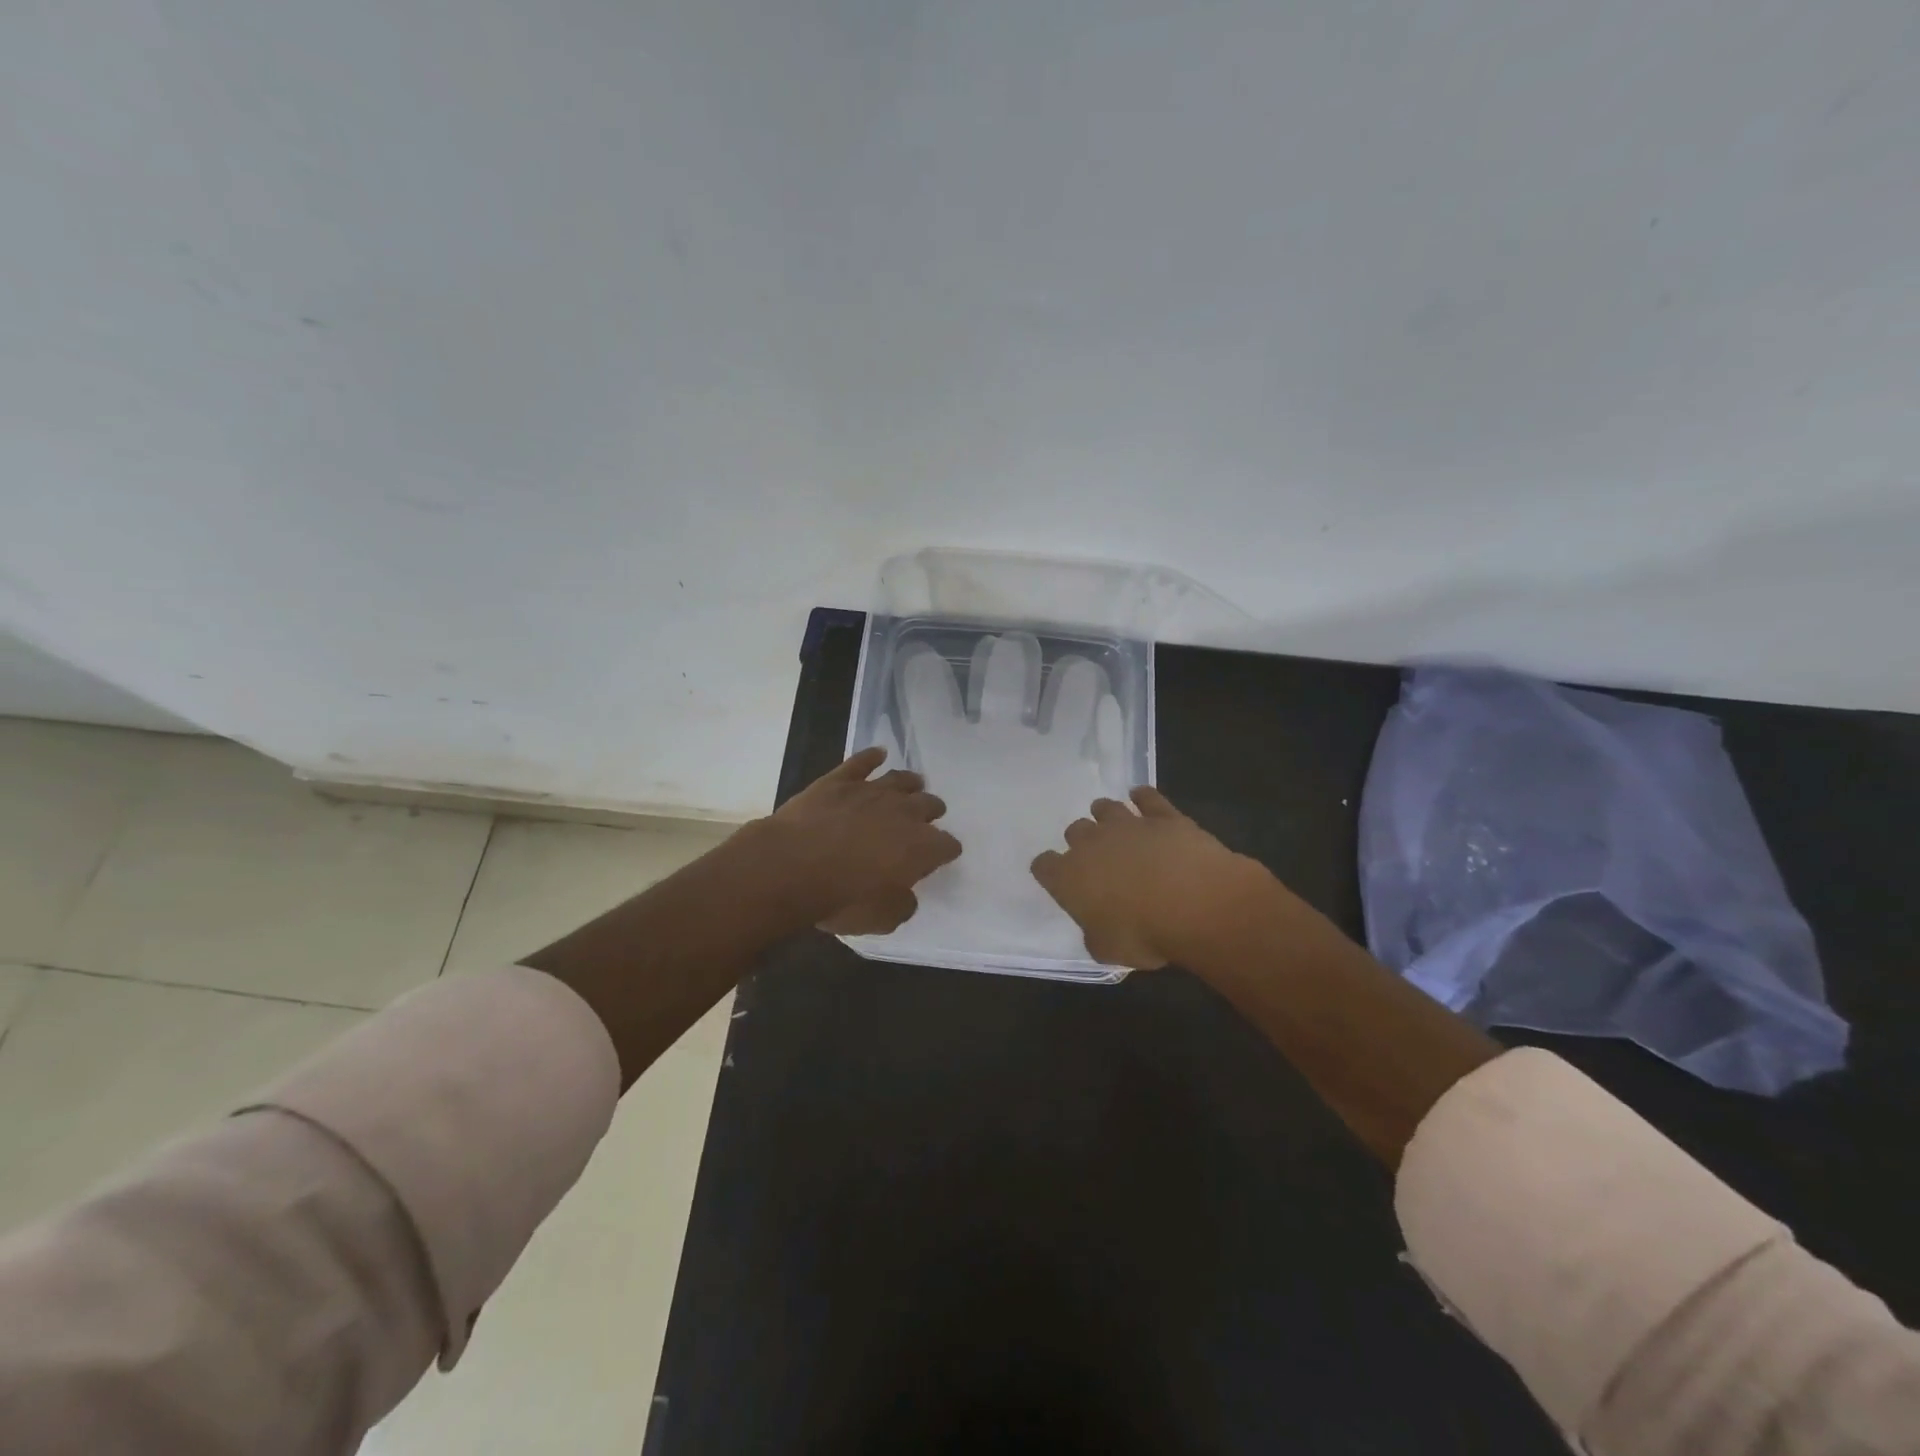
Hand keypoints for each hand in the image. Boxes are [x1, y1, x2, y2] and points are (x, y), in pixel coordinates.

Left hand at [765, 746, 961, 934]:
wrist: (792, 866)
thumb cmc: (842, 898)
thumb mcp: (881, 919)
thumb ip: (902, 905)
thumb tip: (906, 895)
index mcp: (921, 847)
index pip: (946, 845)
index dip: (945, 851)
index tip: (941, 856)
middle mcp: (904, 812)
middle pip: (929, 805)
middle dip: (931, 812)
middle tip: (927, 819)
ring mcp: (871, 791)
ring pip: (900, 779)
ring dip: (910, 783)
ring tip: (914, 784)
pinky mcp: (839, 780)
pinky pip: (862, 762)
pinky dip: (871, 757)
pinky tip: (878, 753)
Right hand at [1030, 786, 1276, 968]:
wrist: (1194, 903)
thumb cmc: (1144, 934)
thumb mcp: (1108, 950)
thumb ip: (1095, 935)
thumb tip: (1098, 929)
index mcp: (1069, 877)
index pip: (1044, 866)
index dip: (1049, 871)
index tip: (1058, 879)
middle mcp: (1092, 843)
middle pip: (1075, 831)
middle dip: (1082, 842)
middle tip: (1098, 858)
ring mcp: (1127, 824)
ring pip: (1105, 808)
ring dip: (1106, 815)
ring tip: (1114, 825)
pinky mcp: (1162, 816)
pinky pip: (1147, 797)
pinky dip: (1143, 797)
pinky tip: (1142, 798)